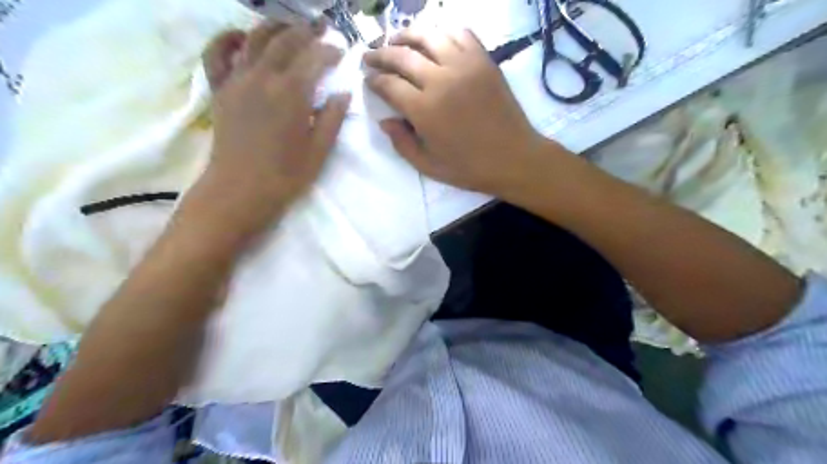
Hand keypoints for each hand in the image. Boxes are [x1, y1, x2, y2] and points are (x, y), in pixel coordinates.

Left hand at [196, 22, 348, 235]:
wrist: (239, 191)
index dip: (330, 51)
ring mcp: (237, 80)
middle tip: (322, 27)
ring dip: (275, 27)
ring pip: (254, 38)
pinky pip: (217, 53)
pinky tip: (241, 37)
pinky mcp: (220, 89)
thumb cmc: (285, 175)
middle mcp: (263, 77)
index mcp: (292, 93)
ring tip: (290, 26)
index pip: (315, 59)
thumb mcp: (319, 151)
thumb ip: (333, 118)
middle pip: (286, 41)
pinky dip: (228, 38)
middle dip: (307, 30)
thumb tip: (344, 93)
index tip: (342, 51)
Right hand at [365, 29, 557, 195]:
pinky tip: (435, 39)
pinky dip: (443, 31)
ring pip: (428, 36)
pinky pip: (460, 33)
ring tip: (397, 40)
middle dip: (380, 54)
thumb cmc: (469, 168)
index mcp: (424, 110)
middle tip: (371, 56)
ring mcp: (465, 66)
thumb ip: (402, 143)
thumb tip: (384, 121)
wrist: (513, 158)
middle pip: (402, 55)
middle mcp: (441, 80)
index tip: (368, 79)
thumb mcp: (428, 166)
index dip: (374, 80)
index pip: (389, 84)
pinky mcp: (484, 61)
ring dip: (407, 35)